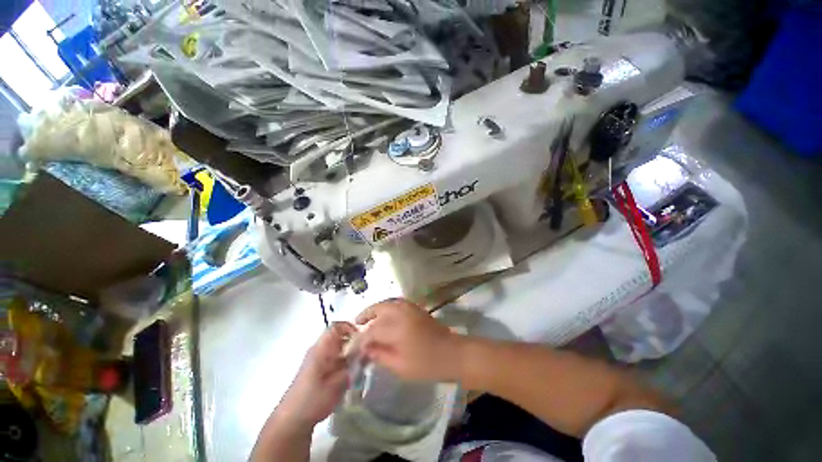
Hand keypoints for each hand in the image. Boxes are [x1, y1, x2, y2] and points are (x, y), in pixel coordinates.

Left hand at [276, 322, 356, 426]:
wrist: (291, 420)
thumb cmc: (313, 400)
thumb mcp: (337, 384)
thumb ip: (353, 366)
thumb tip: (366, 352)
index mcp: (321, 348)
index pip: (336, 326)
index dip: (351, 327)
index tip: (363, 336)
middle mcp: (318, 349)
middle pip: (339, 335)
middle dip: (353, 340)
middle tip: (366, 351)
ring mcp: (316, 359)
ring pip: (337, 346)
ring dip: (349, 351)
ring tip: (361, 363)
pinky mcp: (317, 369)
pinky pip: (334, 357)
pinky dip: (343, 360)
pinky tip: (350, 373)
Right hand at [356, 299, 461, 381]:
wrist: (452, 353)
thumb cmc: (426, 364)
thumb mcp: (400, 366)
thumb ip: (379, 355)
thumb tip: (365, 348)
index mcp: (396, 327)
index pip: (371, 330)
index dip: (360, 338)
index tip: (352, 346)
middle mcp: (401, 312)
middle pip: (378, 308)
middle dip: (365, 315)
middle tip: (356, 324)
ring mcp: (410, 307)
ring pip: (387, 303)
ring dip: (375, 310)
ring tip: (367, 319)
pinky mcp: (415, 307)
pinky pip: (396, 303)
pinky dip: (386, 307)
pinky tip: (383, 316)